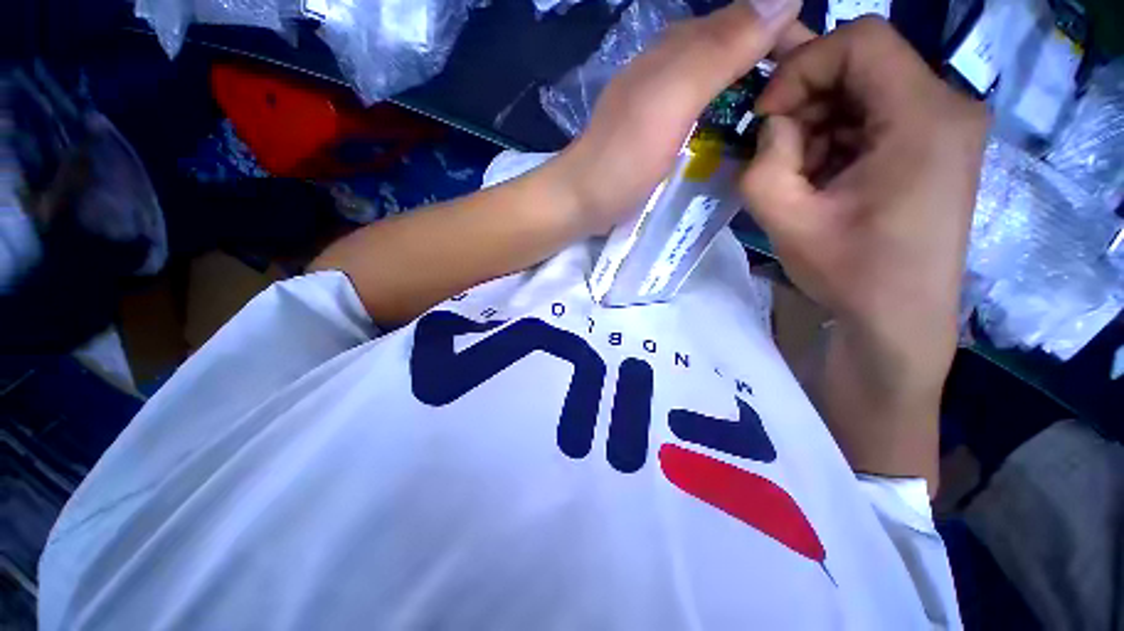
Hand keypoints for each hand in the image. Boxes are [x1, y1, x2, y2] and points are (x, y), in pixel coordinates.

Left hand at [554, 0, 801, 234]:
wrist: (580, 200)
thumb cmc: (621, 159)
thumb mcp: (670, 100)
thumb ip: (719, 49)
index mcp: (680, 47)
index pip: (753, 19)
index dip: (791, 40)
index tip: (818, 82)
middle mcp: (675, 65)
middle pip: (740, 50)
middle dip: (778, 70)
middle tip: (804, 113)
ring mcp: (666, 100)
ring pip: (724, 82)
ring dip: (756, 95)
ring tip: (780, 127)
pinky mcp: (661, 130)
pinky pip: (706, 112)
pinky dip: (729, 118)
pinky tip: (738, 140)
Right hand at [740, 18, 987, 485]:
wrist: (898, 321)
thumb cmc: (851, 274)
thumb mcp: (788, 221)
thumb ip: (764, 164)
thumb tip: (772, 127)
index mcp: (925, 116)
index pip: (861, 39)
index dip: (803, 66)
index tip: (767, 116)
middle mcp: (947, 106)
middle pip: (863, 62)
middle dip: (807, 99)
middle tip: (773, 146)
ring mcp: (945, 126)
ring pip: (864, 91)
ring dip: (818, 124)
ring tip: (797, 173)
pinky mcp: (933, 146)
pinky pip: (874, 117)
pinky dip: (836, 138)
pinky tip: (820, 178)